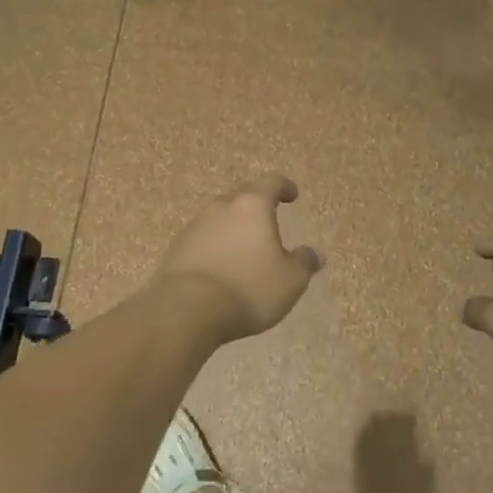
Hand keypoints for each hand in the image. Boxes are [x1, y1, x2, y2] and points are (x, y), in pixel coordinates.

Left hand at [154, 174, 322, 340]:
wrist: (186, 310)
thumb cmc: (248, 289)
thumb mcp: (290, 281)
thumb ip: (304, 263)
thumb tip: (315, 254)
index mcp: (253, 206)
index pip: (271, 183)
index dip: (284, 187)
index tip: (292, 195)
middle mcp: (222, 206)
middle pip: (242, 196)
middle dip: (257, 204)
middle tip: (268, 218)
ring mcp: (195, 225)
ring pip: (220, 216)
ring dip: (233, 225)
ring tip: (244, 245)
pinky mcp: (177, 247)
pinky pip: (202, 238)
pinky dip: (215, 245)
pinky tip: (220, 265)